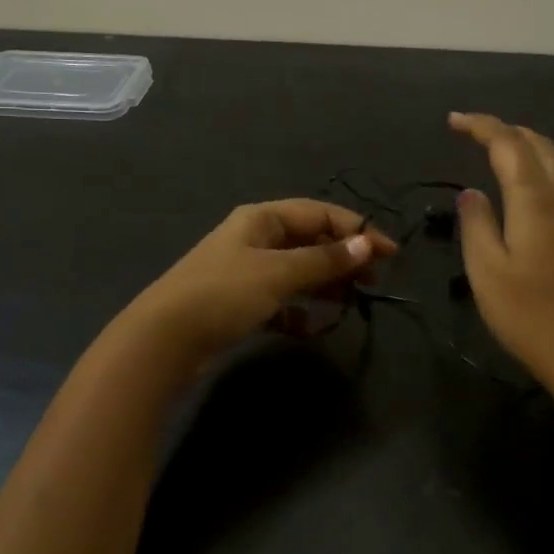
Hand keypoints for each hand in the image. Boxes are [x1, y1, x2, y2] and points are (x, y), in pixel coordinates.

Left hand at [125, 200, 397, 364]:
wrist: (164, 340)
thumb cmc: (224, 294)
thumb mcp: (279, 273)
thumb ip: (325, 260)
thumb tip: (368, 243)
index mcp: (261, 219)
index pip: (319, 214)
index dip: (356, 230)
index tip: (389, 255)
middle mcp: (254, 239)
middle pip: (309, 241)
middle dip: (342, 258)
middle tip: (373, 282)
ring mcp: (245, 273)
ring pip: (296, 272)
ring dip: (324, 285)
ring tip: (349, 303)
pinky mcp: (239, 305)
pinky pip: (280, 302)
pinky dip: (298, 311)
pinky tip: (311, 328)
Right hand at [449, 112, 553, 386]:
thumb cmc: (528, 315)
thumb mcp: (485, 270)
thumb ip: (476, 223)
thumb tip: (473, 193)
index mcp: (535, 199)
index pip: (508, 145)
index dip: (481, 126)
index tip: (454, 121)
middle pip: (543, 147)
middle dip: (509, 133)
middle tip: (479, 135)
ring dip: (543, 150)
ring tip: (522, 155)